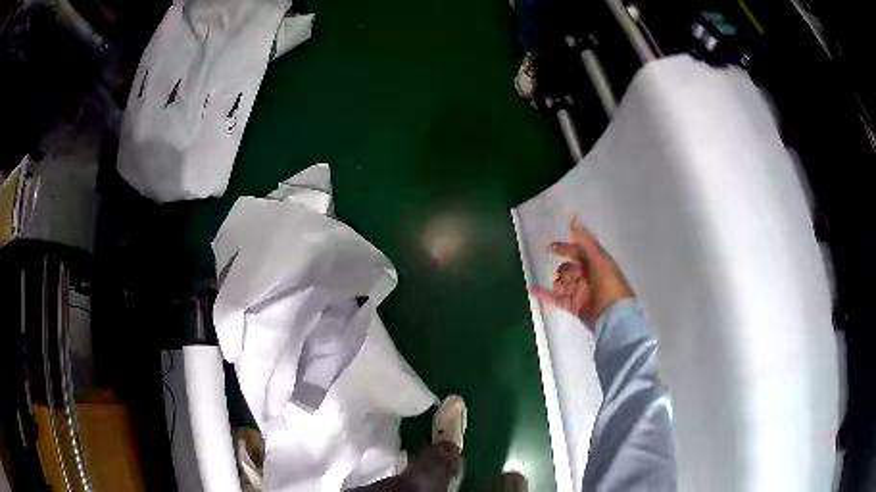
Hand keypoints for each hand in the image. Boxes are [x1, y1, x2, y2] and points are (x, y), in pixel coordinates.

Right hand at [536, 217, 633, 329]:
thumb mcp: (600, 261)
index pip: (578, 252)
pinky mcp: (574, 307)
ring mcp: (580, 292)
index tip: (551, 248)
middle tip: (570, 278)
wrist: (615, 318)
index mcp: (597, 264)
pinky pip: (557, 299)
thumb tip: (574, 218)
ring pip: (562, 284)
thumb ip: (586, 241)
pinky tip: (533, 290)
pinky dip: (545, 295)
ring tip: (562, 290)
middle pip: (569, 269)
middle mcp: (588, 277)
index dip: (565, 248)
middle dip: (565, 271)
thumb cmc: (610, 287)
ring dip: (558, 283)